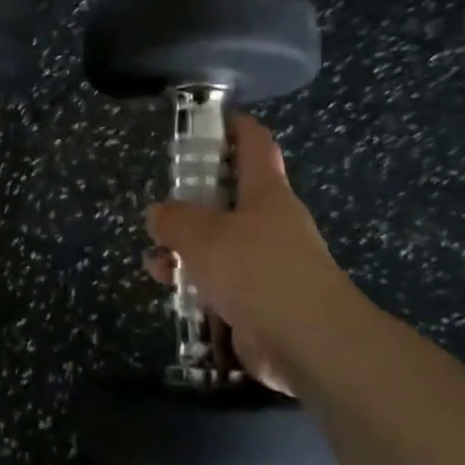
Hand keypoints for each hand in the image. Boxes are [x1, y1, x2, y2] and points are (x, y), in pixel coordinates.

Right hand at [142, 113, 369, 388]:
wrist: (310, 343)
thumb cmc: (257, 271)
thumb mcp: (203, 236)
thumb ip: (174, 220)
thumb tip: (158, 215)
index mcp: (266, 192)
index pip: (254, 143)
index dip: (233, 126)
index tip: (207, 121)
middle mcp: (270, 223)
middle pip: (231, 197)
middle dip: (194, 200)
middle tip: (163, 206)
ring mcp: (268, 264)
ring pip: (221, 244)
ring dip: (188, 249)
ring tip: (155, 258)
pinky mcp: (261, 302)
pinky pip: (222, 283)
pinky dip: (197, 284)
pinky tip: (171, 291)